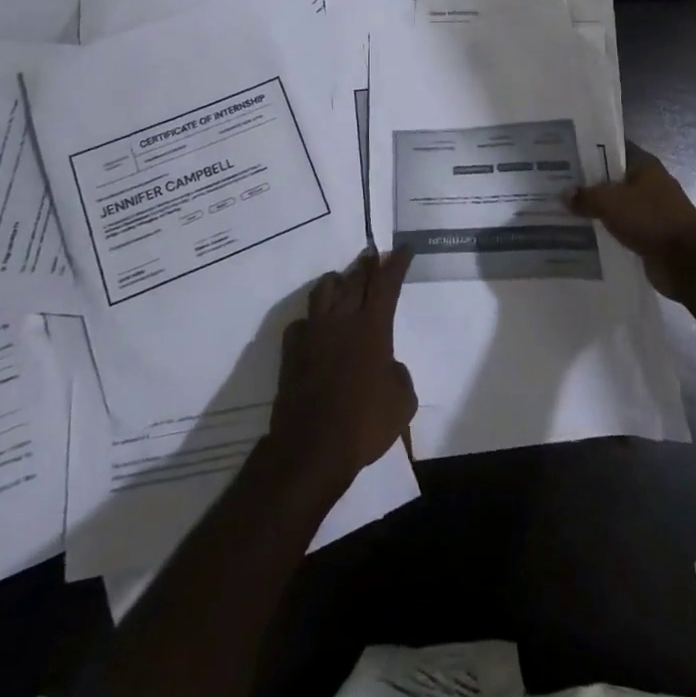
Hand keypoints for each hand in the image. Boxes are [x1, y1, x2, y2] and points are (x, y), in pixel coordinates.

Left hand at [267, 249, 417, 491]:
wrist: (312, 448)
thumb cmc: (365, 424)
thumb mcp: (402, 400)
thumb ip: (398, 373)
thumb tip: (387, 365)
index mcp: (372, 327)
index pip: (387, 284)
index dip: (397, 263)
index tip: (404, 249)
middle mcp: (342, 320)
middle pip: (354, 279)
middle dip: (367, 265)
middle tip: (374, 256)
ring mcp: (313, 333)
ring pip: (323, 289)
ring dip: (337, 281)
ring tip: (343, 283)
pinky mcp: (291, 350)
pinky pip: (301, 322)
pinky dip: (311, 319)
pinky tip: (315, 327)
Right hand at [567, 144, 695, 299]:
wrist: (687, 262)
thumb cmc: (650, 219)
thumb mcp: (610, 202)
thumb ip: (586, 196)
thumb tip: (564, 194)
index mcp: (645, 165)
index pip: (613, 148)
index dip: (590, 149)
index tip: (565, 153)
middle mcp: (649, 184)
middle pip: (613, 178)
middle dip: (588, 181)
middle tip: (557, 183)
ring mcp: (652, 210)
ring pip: (617, 204)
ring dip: (596, 209)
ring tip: (564, 209)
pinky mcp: (650, 235)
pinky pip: (622, 227)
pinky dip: (606, 230)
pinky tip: (583, 234)